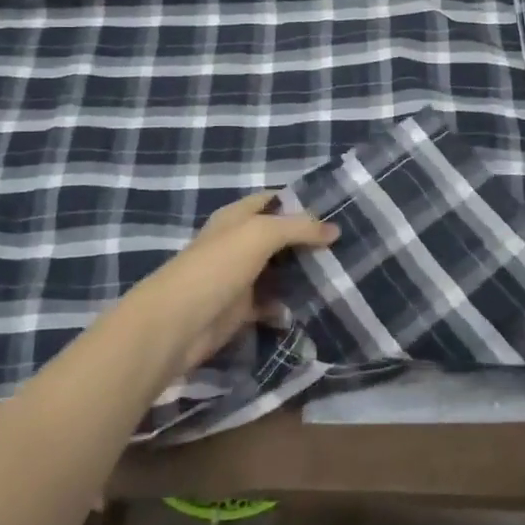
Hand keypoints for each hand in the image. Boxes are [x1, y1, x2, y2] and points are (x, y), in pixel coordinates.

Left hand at [118, 192, 337, 379]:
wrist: (177, 323)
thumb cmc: (217, 267)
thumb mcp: (261, 234)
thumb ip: (298, 228)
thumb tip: (335, 229)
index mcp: (237, 217)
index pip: (273, 200)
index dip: (301, 202)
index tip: (336, 210)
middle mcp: (238, 243)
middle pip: (279, 236)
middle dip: (308, 241)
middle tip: (346, 245)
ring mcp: (238, 277)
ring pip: (278, 271)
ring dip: (302, 274)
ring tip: (339, 274)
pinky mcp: (240, 310)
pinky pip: (271, 304)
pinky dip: (288, 306)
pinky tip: (313, 306)